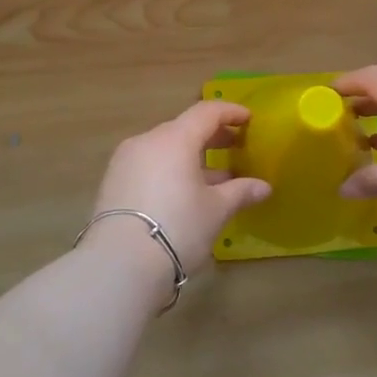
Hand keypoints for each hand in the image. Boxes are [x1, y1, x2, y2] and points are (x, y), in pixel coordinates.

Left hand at [92, 101, 271, 271]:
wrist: (119, 264)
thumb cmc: (177, 227)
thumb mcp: (216, 210)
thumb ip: (240, 192)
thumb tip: (263, 187)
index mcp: (175, 139)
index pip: (206, 112)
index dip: (230, 112)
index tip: (248, 119)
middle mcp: (147, 141)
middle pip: (183, 128)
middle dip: (211, 136)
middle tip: (234, 146)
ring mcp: (125, 162)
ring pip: (164, 149)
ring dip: (190, 157)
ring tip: (213, 177)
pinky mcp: (112, 183)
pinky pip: (148, 165)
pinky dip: (169, 170)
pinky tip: (183, 193)